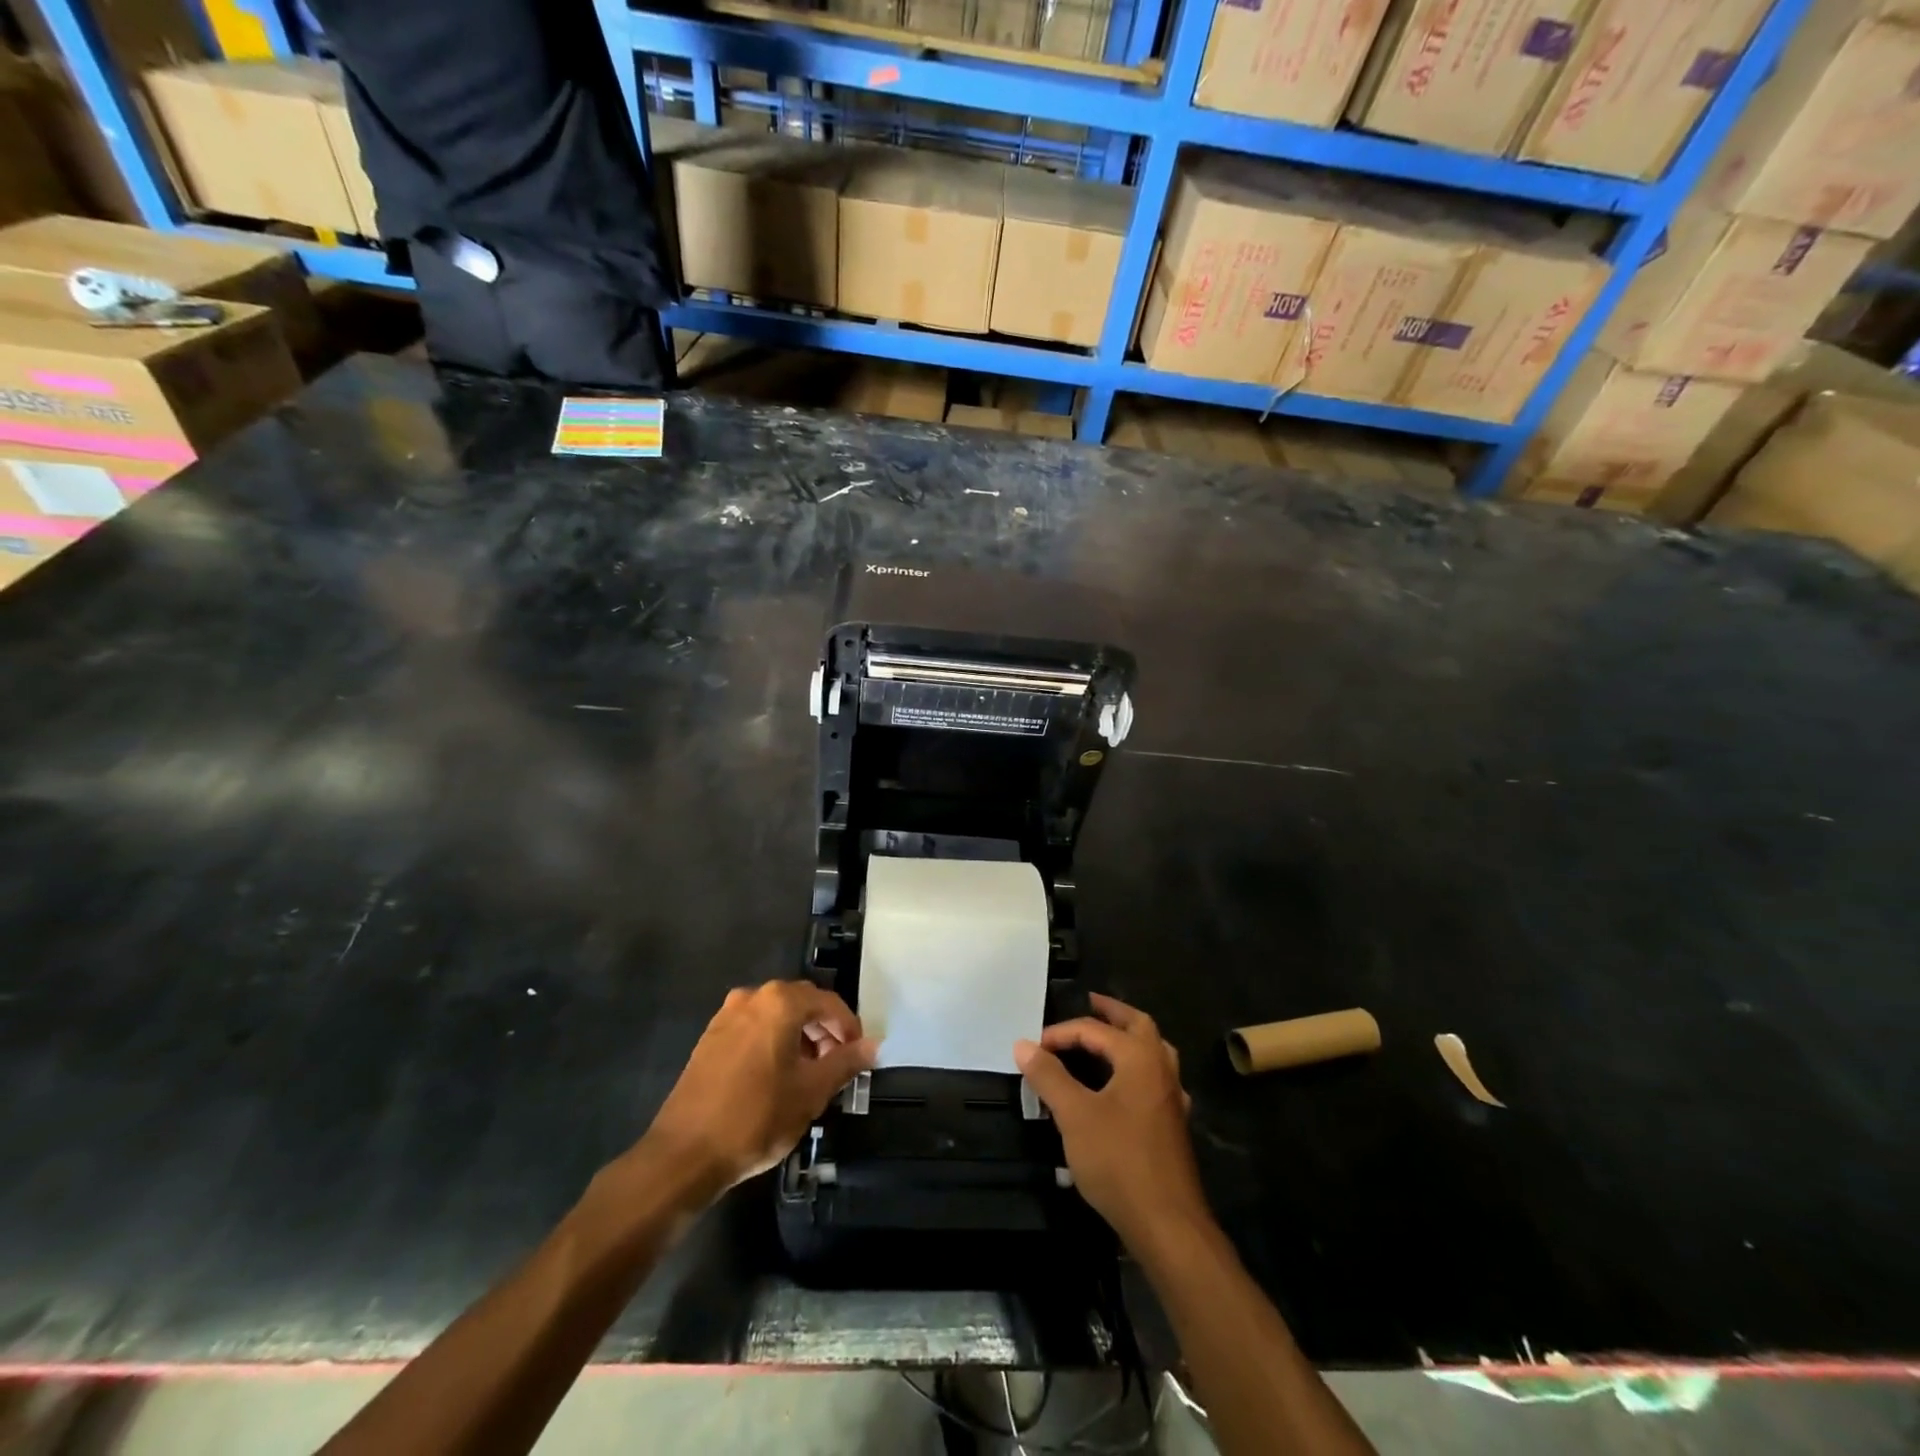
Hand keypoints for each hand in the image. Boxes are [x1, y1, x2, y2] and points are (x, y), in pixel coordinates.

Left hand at [642, 981, 876, 1196]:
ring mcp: (727, 1015)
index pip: (829, 1003)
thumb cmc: (756, 1117)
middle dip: (824, 1031)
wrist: (684, 1154)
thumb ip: (845, 1062)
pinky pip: (754, 1028)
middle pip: (802, 1003)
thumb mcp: (811, 1092)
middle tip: (836, 1066)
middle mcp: (753, 997)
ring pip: (776, 1016)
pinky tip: (776, 1077)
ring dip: (799, 1036)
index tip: (858, 1056)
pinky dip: (773, 1042)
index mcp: (780, 1002)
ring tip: (809, 1075)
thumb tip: (873, 1045)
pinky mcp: (711, 1037)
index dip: (849, 1027)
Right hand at [1014, 993, 1208, 1252]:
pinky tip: (1121, 1087)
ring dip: (1127, 1039)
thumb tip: (1023, 1044)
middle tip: (1088, 1005)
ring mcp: (1172, 1097)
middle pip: (1138, 1025)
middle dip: (1111, 1013)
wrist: (1167, 1224)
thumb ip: (1049, 1076)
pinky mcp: (1172, 1124)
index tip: (1033, 1047)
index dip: (1061, 1033)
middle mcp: (1161, 1068)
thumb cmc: (1119, 1161)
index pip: (1095, 1030)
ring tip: (1103, 1040)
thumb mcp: (1074, 1115)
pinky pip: (1154, 1079)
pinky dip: (1135, 1069)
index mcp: (1140, 1057)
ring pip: (1153, 1051)